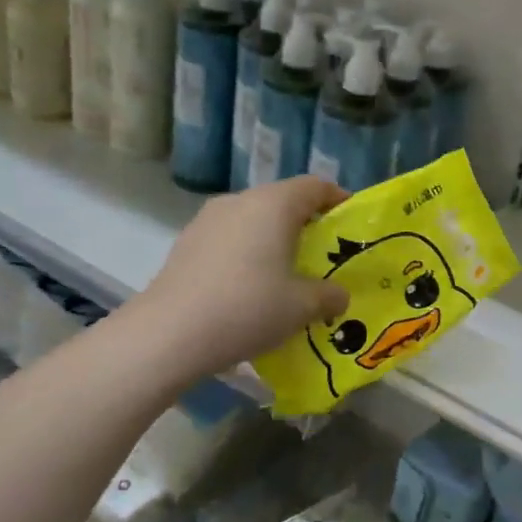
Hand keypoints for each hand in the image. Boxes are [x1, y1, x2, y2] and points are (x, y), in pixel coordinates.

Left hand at [128, 177, 349, 382]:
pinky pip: (230, 240)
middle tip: (324, 256)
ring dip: (274, 241)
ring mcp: (207, 221)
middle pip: (283, 201)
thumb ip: (330, 296)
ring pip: (253, 221)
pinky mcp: (186, 244)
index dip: (338, 200)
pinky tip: (250, 289)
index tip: (352, 223)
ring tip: (287, 275)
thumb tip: (338, 295)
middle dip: (307, 225)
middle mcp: (240, 201)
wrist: (169, 334)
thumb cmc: (248, 308)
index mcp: (274, 204)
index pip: (315, 187)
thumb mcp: (303, 307)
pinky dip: (247, 255)